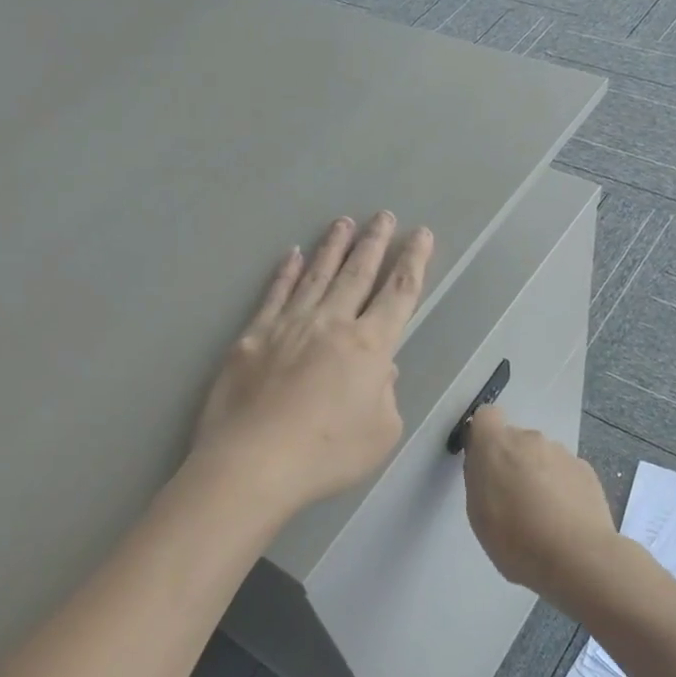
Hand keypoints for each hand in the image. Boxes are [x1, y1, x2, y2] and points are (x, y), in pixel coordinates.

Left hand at [192, 212, 433, 519]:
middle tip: (384, 215)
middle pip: (358, 273)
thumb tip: (380, 368)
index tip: (422, 235)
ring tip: (344, 222)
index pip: (399, 294)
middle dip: (375, 242)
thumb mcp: (381, 432)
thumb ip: (386, 394)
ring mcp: (289, 325)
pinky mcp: (254, 336)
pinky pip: (275, 294)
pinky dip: (286, 272)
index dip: (413, 262)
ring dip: (333, 247)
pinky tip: (293, 255)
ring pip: (317, 275)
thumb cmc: (327, 454)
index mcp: (369, 346)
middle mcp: (331, 323)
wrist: (254, 461)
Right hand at [463, 406, 619, 612]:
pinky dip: (562, 487)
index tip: (484, 464)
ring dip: (538, 475)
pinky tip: (565, 519)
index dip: (483, 436)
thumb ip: (479, 478)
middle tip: (513, 499)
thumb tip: (487, 464)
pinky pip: (565, 472)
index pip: (486, 416)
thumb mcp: (478, 513)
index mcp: (496, 445)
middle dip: (512, 461)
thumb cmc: (516, 539)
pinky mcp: (586, 470)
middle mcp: (530, 439)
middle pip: (515, 439)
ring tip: (543, 515)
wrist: (579, 558)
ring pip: (542, 456)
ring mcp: (562, 452)